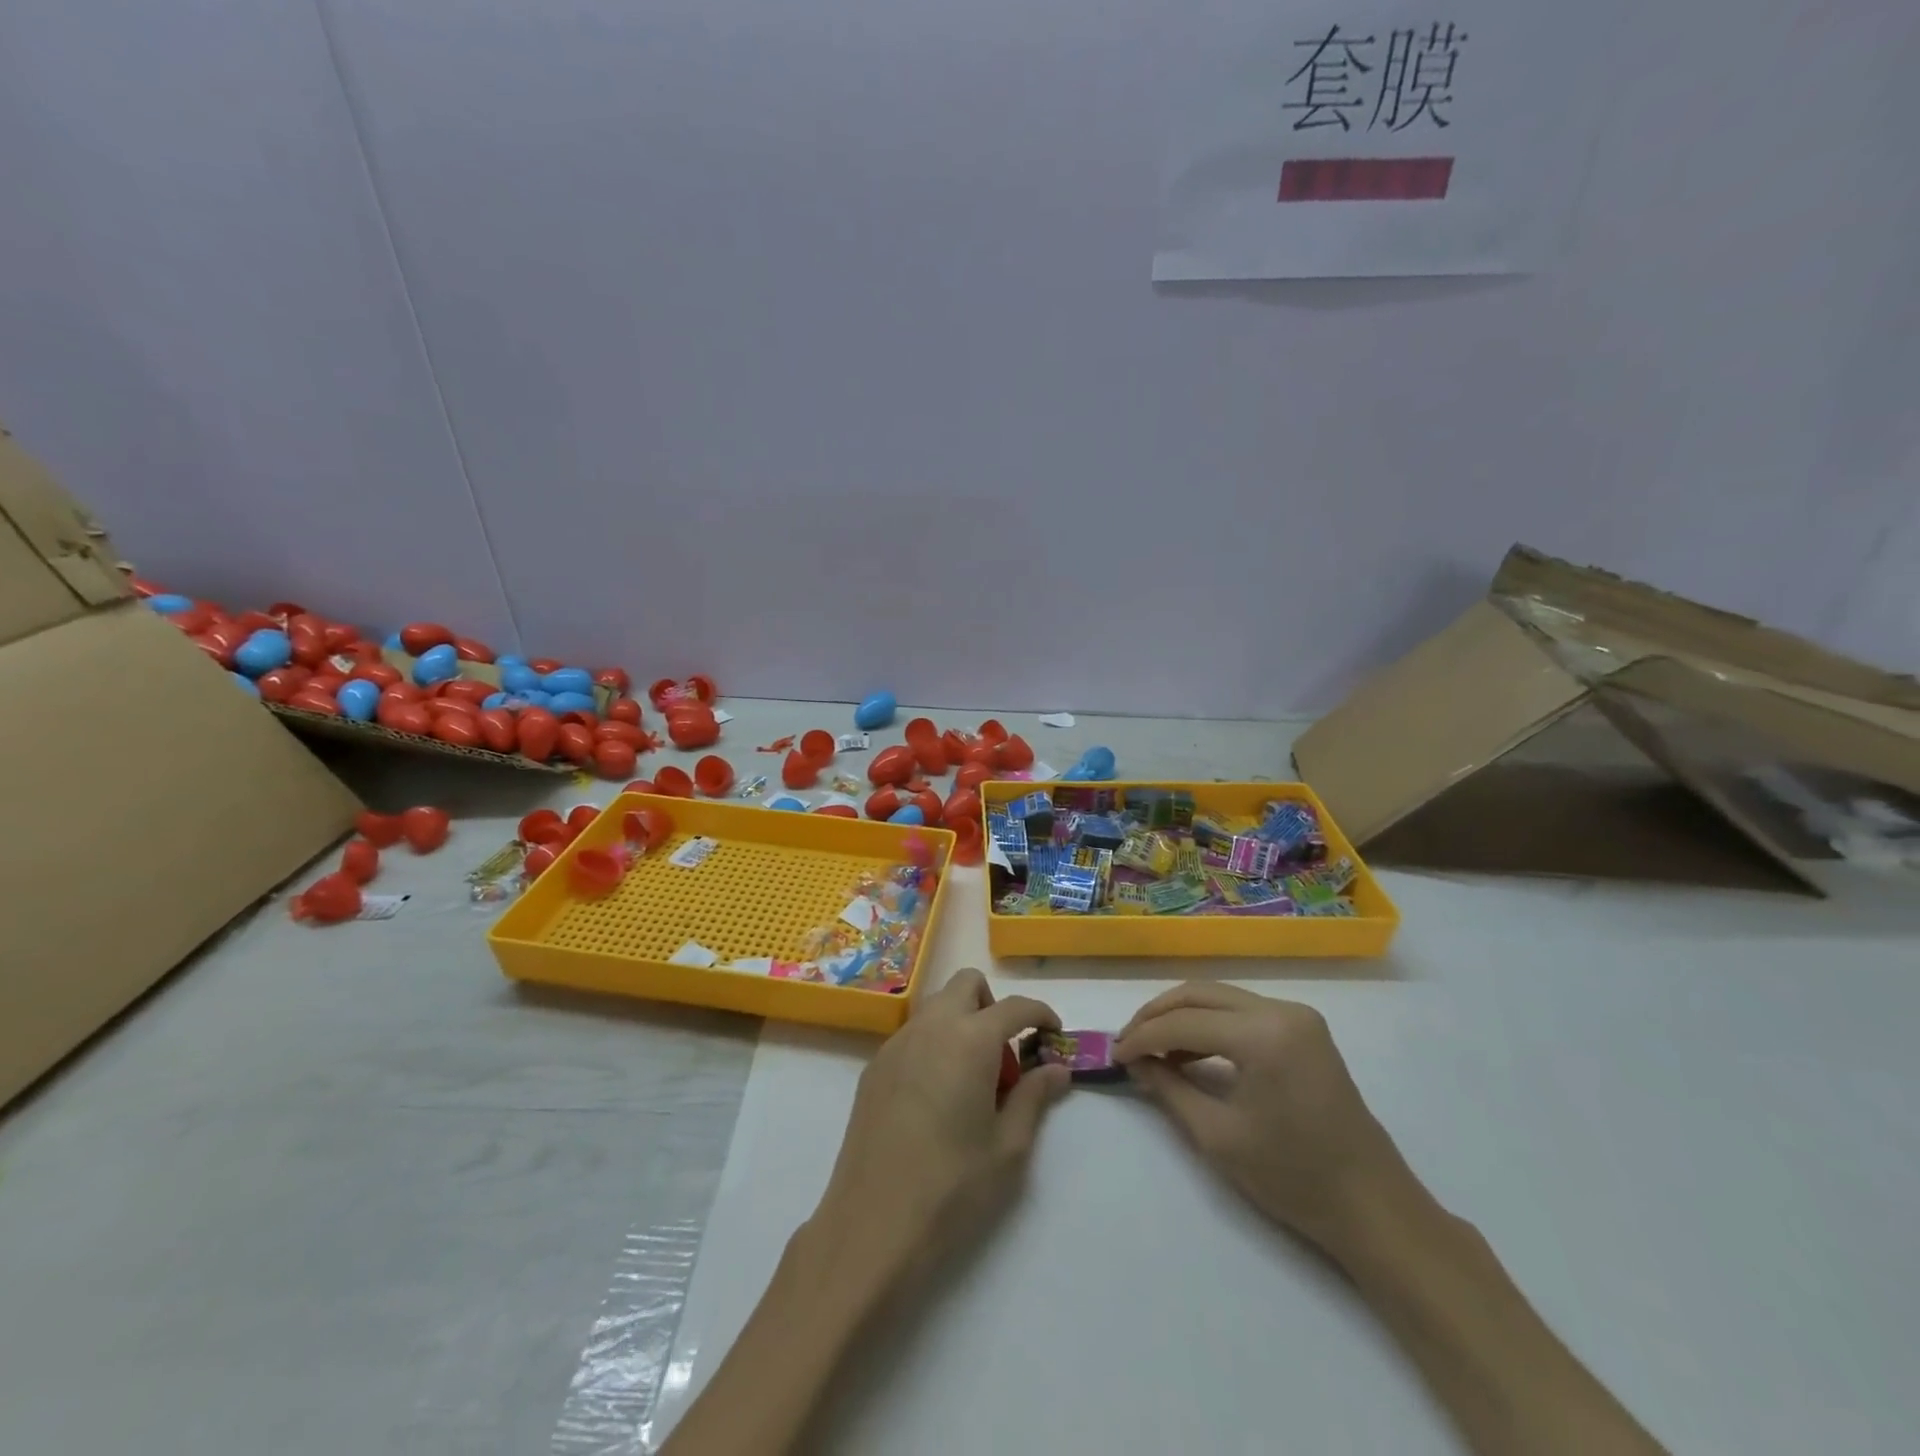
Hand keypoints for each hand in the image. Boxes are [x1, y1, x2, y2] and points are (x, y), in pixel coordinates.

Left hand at [805, 969, 1069, 1278]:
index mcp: (970, 1040)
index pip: (1014, 1007)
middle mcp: (931, 1027)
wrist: (872, 1225)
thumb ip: (1034, 1097)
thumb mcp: (1008, 1147)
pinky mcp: (874, 1067)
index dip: (1041, 1014)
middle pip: (967, 985)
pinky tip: (937, 1096)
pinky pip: (913, 1034)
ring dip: (962, 1022)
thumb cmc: (951, 1187)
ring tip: (972, 1080)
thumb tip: (1057, 1069)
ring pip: (937, 1006)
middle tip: (1006, 1056)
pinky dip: (935, 1044)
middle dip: (994, 1006)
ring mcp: (896, 1044)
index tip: (1054, 1034)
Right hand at [1115, 983, 1414, 1259]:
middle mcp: (1281, 1010)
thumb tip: (1135, 1063)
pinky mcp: (1304, 1028)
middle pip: (1200, 994)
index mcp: (1264, 1034)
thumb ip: (1169, 1089)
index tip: (1113, 1055)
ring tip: (1151, 1049)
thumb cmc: (1294, 1179)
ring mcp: (1297, 1016)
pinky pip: (1242, 1012)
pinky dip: (1209, 1024)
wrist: (1373, 1207)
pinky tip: (1189, 1050)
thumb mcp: (1218, 1136)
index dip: (1143, 1037)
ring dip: (1181, 1017)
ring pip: (1219, 997)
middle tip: (1127, 1043)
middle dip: (1157, 1016)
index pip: (1185, 1021)